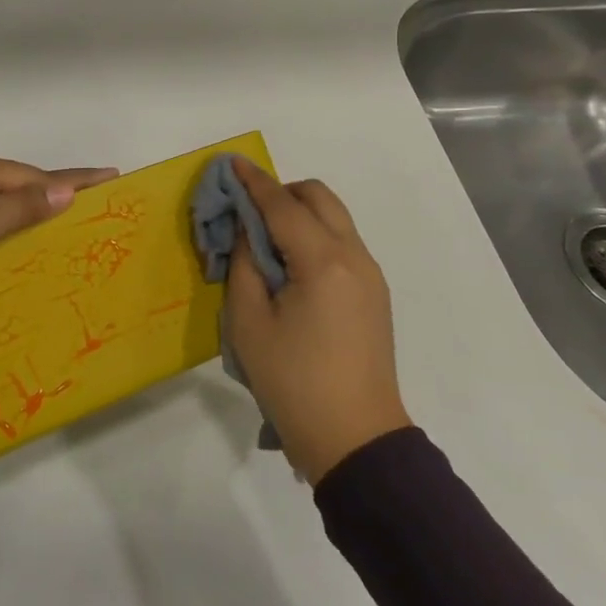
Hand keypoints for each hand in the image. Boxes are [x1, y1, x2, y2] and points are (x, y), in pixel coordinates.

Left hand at [0, 151, 117, 299]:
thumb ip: (19, 209)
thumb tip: (66, 188)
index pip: (38, 174)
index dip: (76, 179)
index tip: (112, 175)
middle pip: (18, 180)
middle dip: (54, 190)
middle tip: (92, 202)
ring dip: (26, 206)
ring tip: (58, 221)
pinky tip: (6, 235)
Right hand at [223, 158, 410, 482]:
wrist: (356, 442)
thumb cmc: (294, 383)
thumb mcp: (249, 323)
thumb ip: (245, 264)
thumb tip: (248, 230)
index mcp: (323, 262)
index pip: (283, 205)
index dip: (254, 182)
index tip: (231, 162)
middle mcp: (354, 257)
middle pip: (318, 198)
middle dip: (282, 191)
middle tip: (248, 211)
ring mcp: (370, 275)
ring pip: (334, 218)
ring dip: (300, 213)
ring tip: (266, 240)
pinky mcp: (374, 293)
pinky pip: (342, 243)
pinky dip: (314, 235)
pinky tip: (291, 266)